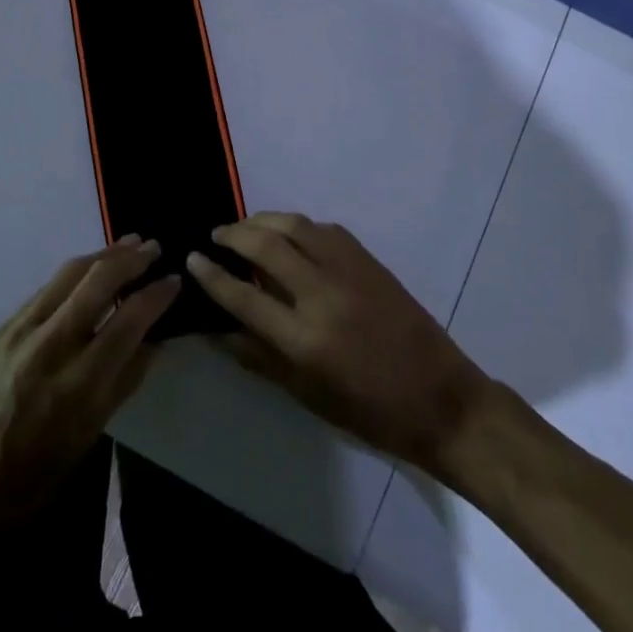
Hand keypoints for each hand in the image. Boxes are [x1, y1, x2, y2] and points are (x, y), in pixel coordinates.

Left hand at [0, 237, 178, 531]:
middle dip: (132, 259)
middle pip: (98, 282)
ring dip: (104, 253)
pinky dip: (75, 272)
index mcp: (79, 385)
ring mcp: (22, 331)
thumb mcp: (87, 439)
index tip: (175, 280)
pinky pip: (47, 286)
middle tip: (155, 247)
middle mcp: (51, 346)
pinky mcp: (3, 327)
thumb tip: (154, 341)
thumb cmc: (29, 477)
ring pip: (70, 273)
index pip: (129, 321)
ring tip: (129, 243)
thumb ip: (123, 383)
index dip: (157, 295)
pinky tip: (89, 270)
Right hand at [186, 213, 492, 479]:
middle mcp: (322, 295)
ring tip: (246, 226)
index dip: (212, 275)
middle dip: (234, 234)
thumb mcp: (309, 396)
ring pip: (296, 226)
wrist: (440, 397)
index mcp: (304, 339)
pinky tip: (290, 234)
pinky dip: (300, 226)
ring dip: (264, 220)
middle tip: (215, 235)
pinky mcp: (370, 261)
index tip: (192, 258)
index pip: (243, 296)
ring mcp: (349, 272)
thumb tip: (221, 330)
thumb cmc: (370, 412)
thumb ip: (261, 359)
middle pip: (266, 246)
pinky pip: (326, 230)